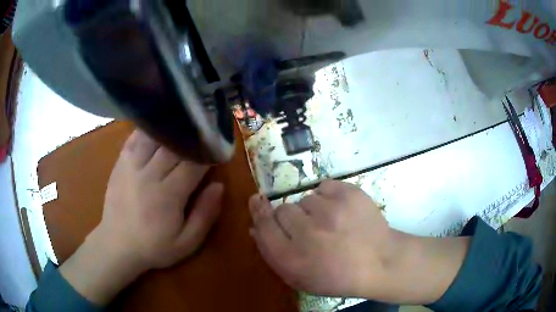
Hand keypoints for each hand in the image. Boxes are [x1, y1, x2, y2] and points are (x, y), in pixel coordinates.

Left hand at [60, 130, 222, 304]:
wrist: (117, 246)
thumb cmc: (154, 247)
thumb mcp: (187, 242)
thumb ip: (205, 215)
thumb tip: (219, 186)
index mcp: (168, 195)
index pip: (193, 164)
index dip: (208, 154)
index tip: (217, 149)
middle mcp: (149, 175)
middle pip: (174, 146)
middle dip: (191, 139)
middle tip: (202, 134)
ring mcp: (131, 166)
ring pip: (153, 137)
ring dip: (169, 130)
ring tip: (181, 127)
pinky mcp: (120, 164)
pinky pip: (134, 138)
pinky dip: (147, 130)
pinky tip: (156, 127)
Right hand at [249, 180, 392, 297]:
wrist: (380, 262)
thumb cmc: (338, 276)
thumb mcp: (301, 278)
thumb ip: (274, 255)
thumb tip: (255, 228)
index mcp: (292, 258)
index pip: (264, 226)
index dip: (259, 211)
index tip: (257, 201)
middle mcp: (307, 233)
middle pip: (282, 210)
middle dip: (291, 219)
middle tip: (310, 229)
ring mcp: (330, 211)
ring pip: (305, 199)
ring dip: (313, 210)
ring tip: (331, 224)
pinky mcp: (349, 194)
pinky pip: (324, 186)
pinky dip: (329, 197)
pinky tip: (341, 212)